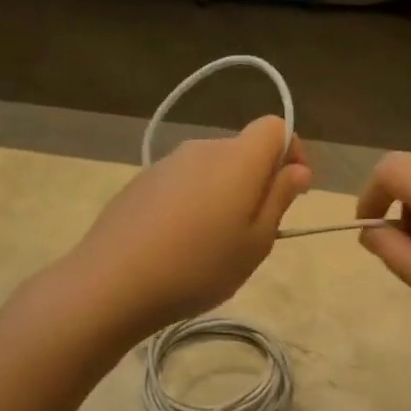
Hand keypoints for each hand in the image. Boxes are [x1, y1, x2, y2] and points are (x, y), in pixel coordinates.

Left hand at [68, 116, 311, 338]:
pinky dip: (194, 202)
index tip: (293, 192)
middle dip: (258, 180)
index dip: (292, 152)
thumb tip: (297, 169)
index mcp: (237, 158)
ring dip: (224, 193)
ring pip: (211, 169)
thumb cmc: (199, 266)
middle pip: (242, 150)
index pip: (275, 127)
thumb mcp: (256, 242)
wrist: (113, 283)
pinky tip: (179, 243)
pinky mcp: (140, 183)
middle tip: (256, 232)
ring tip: (215, 243)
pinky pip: (182, 183)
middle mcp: (202, 149)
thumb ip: (279, 198)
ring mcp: (166, 165)